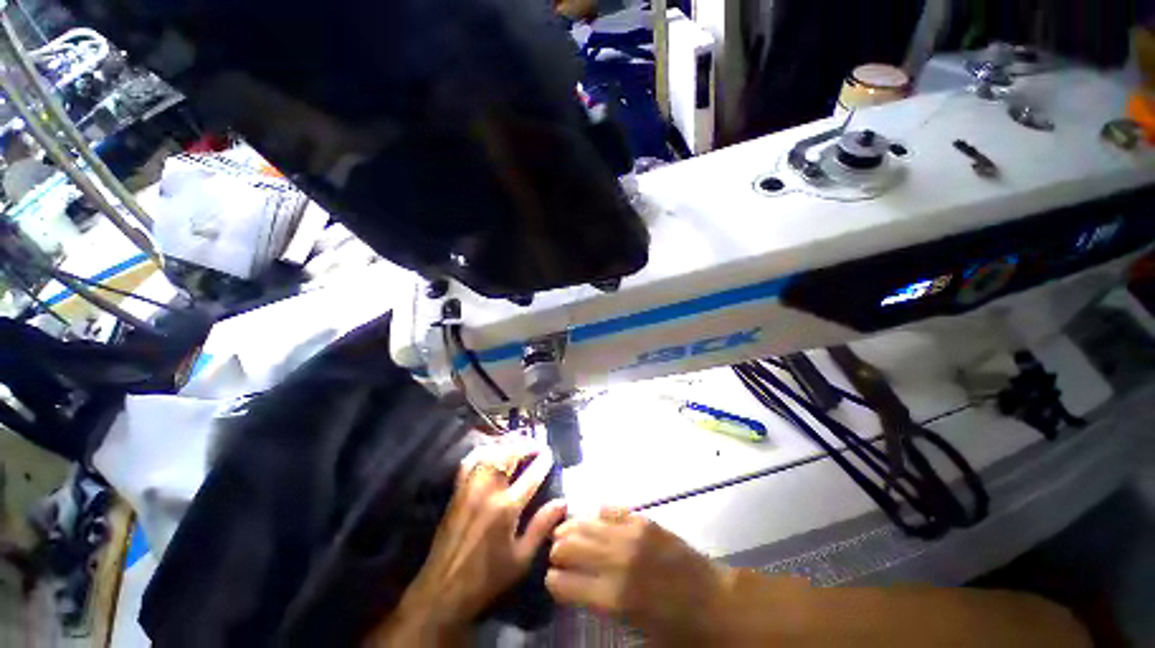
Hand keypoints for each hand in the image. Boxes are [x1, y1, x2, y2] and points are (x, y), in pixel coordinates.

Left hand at [366, 441, 565, 646]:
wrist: (442, 591)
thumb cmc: (487, 578)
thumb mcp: (521, 559)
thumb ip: (542, 527)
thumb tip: (563, 502)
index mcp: (506, 508)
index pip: (531, 475)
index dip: (543, 461)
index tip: (550, 454)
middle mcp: (488, 491)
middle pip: (509, 456)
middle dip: (526, 445)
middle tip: (536, 445)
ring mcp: (470, 488)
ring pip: (490, 454)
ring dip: (507, 445)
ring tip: (518, 444)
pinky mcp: (457, 491)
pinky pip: (470, 461)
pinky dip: (484, 451)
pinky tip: (491, 451)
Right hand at [546, 506, 733, 645]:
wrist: (716, 603)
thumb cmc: (677, 630)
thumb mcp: (634, 632)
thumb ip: (602, 605)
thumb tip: (578, 586)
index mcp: (613, 598)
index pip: (563, 582)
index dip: (553, 581)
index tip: (552, 579)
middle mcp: (617, 561)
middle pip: (570, 545)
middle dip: (557, 550)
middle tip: (556, 553)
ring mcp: (632, 535)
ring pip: (587, 523)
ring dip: (572, 527)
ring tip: (566, 531)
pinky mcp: (645, 520)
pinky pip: (612, 509)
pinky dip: (600, 513)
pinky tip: (596, 516)